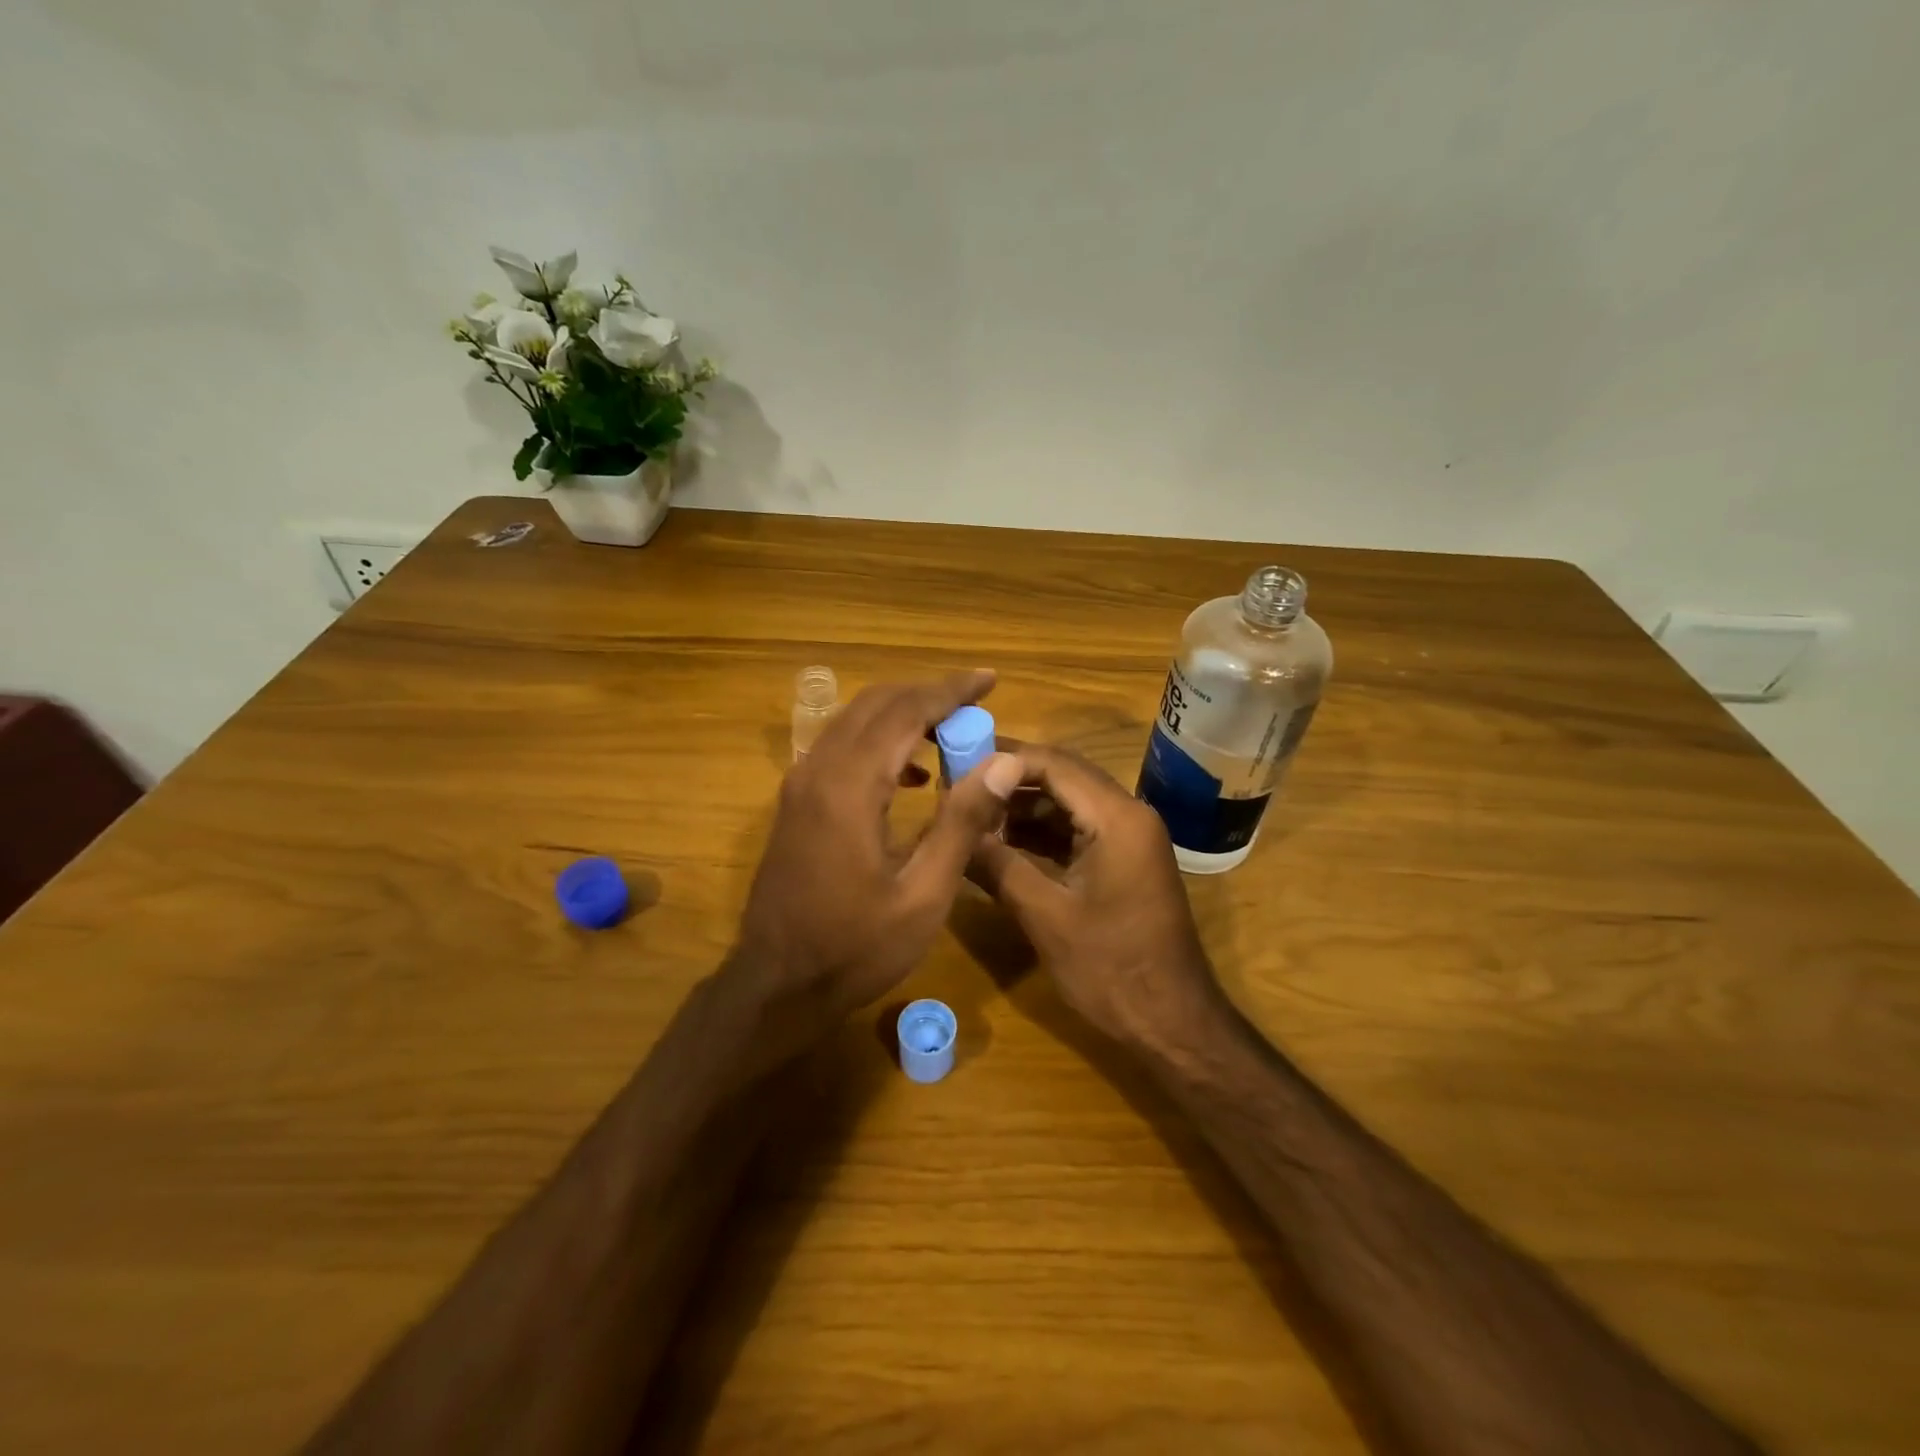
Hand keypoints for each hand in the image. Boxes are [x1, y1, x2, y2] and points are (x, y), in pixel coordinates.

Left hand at [732, 671, 1023, 1030]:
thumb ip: (962, 822)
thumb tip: (1004, 761)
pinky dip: (880, 741)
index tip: (990, 679)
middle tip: (976, 701)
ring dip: (903, 714)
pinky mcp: (796, 802)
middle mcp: (818, 769)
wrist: (776, 985)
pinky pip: (840, 747)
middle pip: (876, 704)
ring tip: (952, 731)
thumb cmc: (855, 948)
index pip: (905, 711)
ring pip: (854, 721)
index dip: (951, 690)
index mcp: (850, 786)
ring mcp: (800, 784)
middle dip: (928, 694)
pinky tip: (911, 773)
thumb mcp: (923, 894)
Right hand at [970, 744, 1227, 1050]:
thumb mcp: (1045, 916)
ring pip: (1067, 804)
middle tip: (957, 786)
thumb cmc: (1111, 969)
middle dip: (1009, 780)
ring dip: (1021, 808)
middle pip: (1061, 777)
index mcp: (1117, 818)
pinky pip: (1077, 831)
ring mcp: (1128, 838)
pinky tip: (1000, 845)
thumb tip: (953, 831)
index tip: (957, 764)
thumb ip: (997, 865)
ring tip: (971, 816)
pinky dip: (1040, 834)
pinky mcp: (1123, 861)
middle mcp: (1128, 815)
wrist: (1172, 1023)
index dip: (1003, 760)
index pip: (1054, 764)